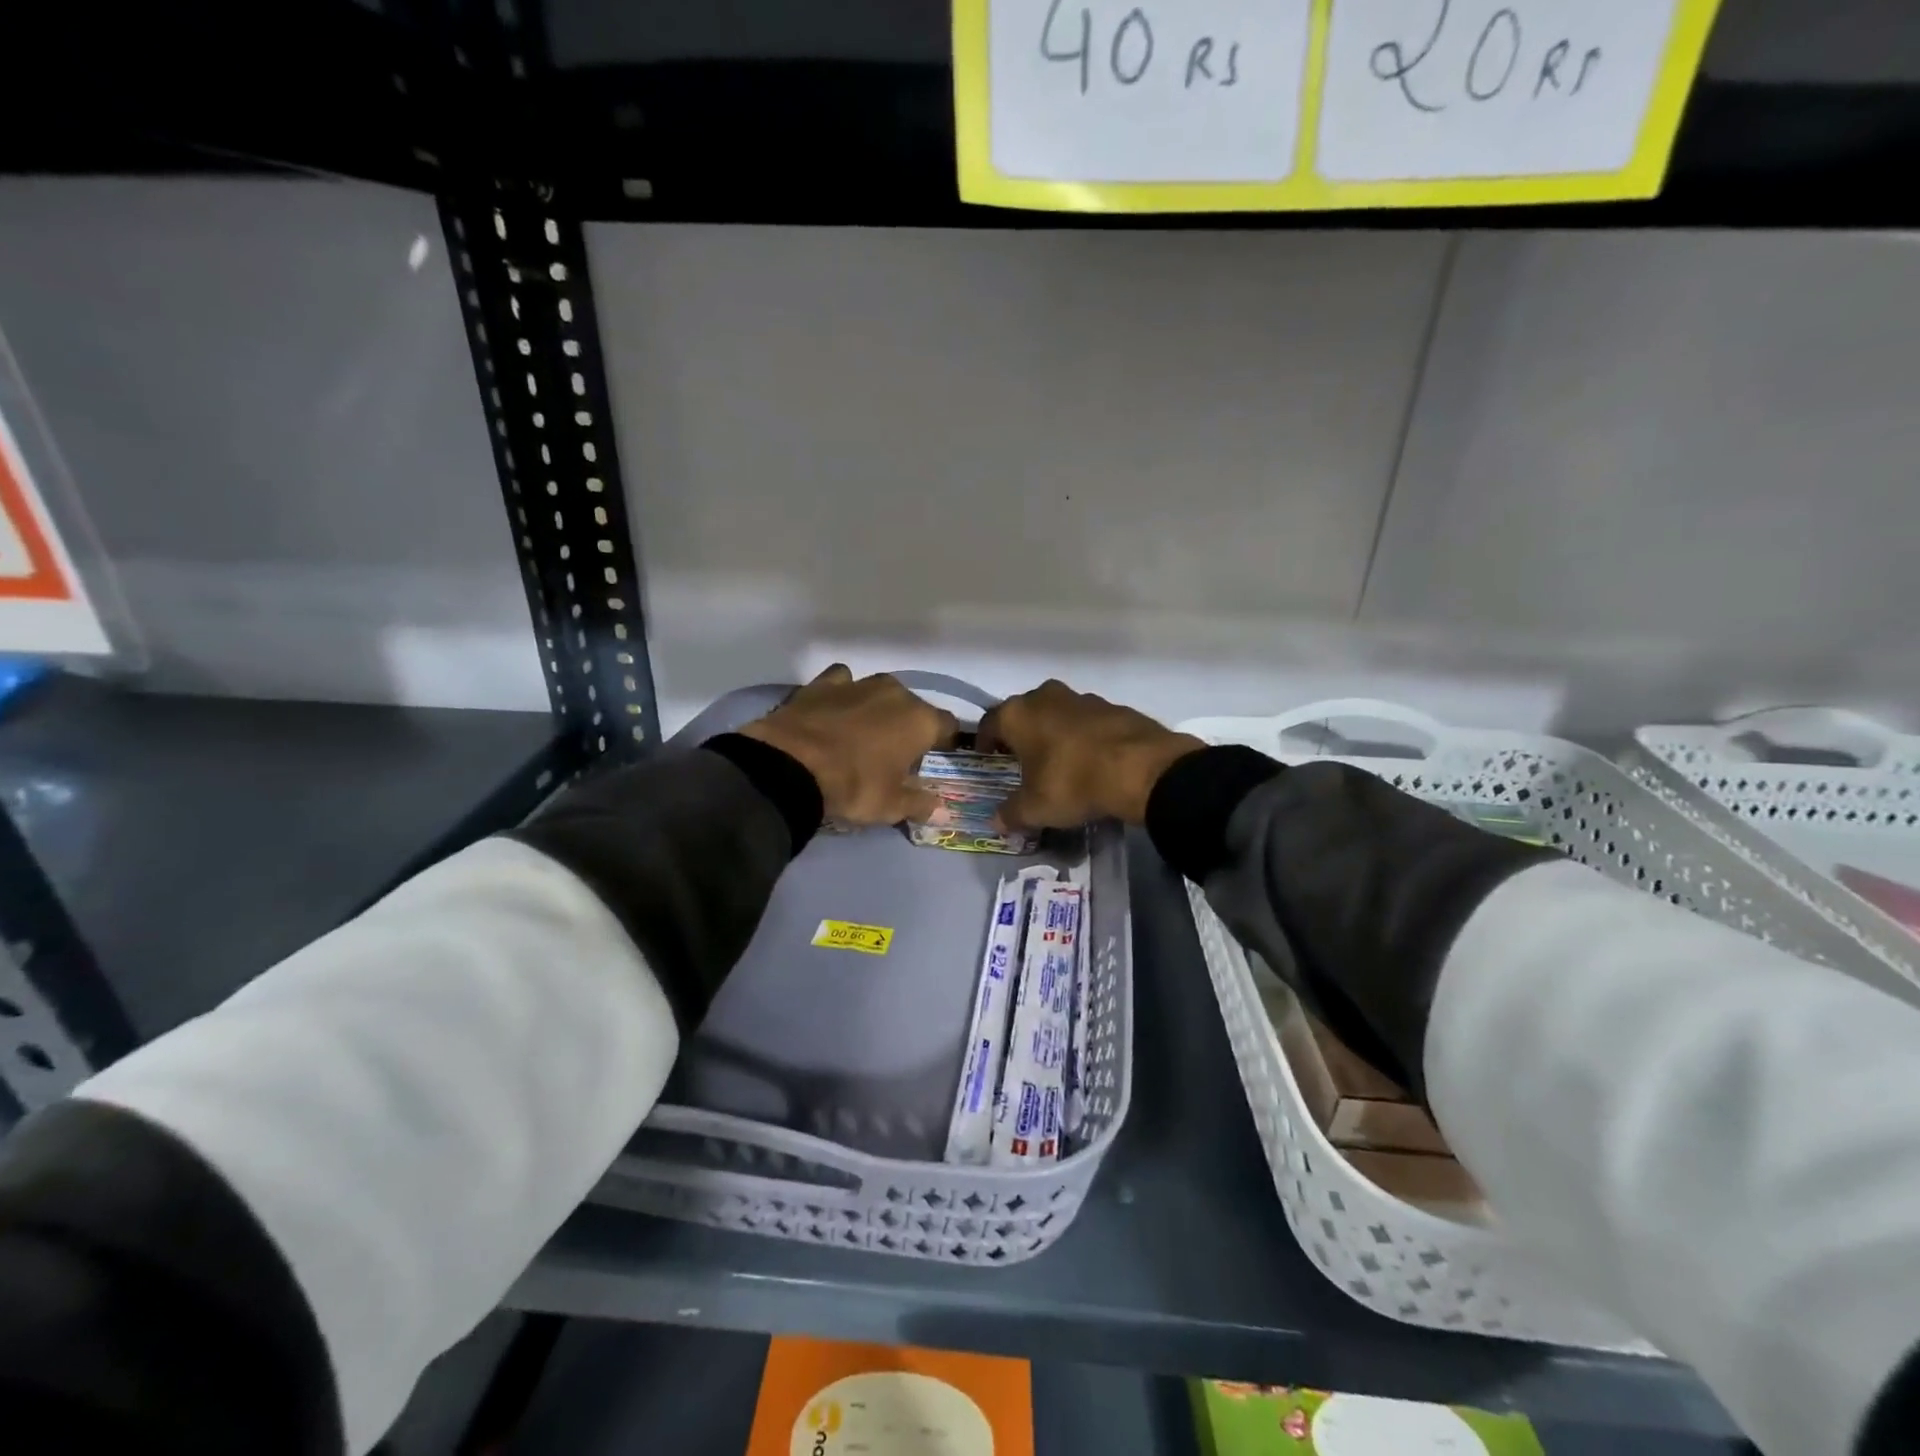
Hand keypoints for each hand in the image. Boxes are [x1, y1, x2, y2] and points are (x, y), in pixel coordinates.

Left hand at [740, 665, 958, 825]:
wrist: (791, 766)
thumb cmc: (854, 785)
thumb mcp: (891, 806)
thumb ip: (919, 804)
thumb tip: (940, 809)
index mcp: (920, 720)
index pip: (948, 726)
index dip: (944, 743)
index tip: (935, 758)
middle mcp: (895, 693)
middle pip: (913, 707)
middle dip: (908, 726)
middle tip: (894, 753)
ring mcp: (858, 683)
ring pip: (878, 692)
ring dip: (877, 708)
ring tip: (862, 733)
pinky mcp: (822, 683)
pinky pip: (842, 682)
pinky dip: (843, 694)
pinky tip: (834, 711)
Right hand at [977, 680, 1204, 827]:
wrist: (1141, 769)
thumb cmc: (1072, 783)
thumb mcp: (1035, 809)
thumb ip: (1011, 814)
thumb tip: (996, 822)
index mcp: (1017, 714)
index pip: (990, 723)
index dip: (985, 742)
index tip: (988, 758)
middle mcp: (1045, 697)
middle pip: (1024, 713)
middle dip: (1021, 734)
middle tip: (1022, 760)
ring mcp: (1082, 698)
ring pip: (1057, 713)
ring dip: (1054, 732)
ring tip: (1059, 761)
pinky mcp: (1114, 706)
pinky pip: (1087, 721)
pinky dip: (1084, 736)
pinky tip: (1091, 760)